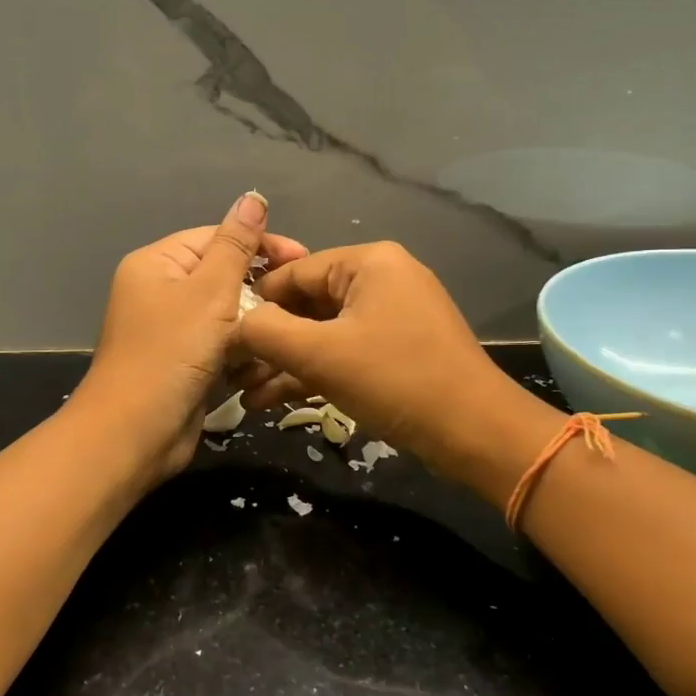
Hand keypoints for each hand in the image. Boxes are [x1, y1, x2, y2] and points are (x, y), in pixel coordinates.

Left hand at [72, 193, 307, 484]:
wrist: (135, 434)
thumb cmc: (171, 354)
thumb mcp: (209, 292)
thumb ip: (236, 245)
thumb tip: (253, 196)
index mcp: (157, 264)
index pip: (216, 237)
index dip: (260, 245)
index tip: (303, 259)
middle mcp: (160, 291)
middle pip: (223, 276)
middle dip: (259, 292)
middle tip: (299, 306)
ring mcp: (171, 330)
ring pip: (226, 315)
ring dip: (253, 328)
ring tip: (283, 338)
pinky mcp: (184, 363)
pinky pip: (221, 346)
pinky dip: (241, 354)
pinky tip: (262, 365)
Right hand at [238, 241, 556, 490]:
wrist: (476, 433)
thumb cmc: (395, 379)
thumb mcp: (320, 354)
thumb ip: (266, 332)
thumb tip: (233, 324)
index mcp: (368, 262)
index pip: (293, 272)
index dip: (254, 303)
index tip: (219, 335)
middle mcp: (382, 278)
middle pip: (307, 303)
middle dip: (268, 341)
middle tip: (231, 372)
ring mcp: (393, 315)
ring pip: (324, 332)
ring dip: (285, 363)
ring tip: (245, 395)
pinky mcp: (399, 349)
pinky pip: (345, 351)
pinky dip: (314, 372)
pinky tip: (273, 400)